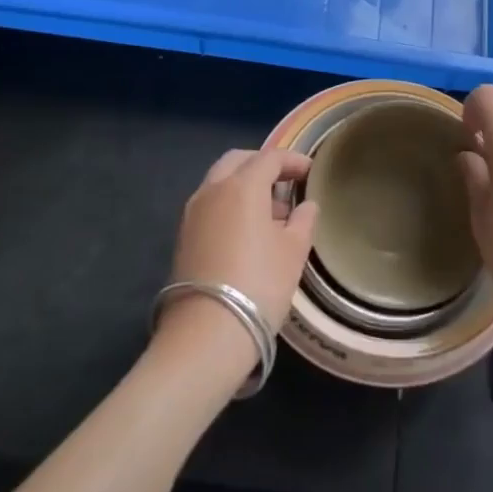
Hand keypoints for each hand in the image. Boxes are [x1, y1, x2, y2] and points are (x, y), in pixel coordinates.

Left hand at [157, 149, 317, 372]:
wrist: (205, 334)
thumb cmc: (259, 284)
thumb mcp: (293, 252)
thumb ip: (303, 220)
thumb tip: (306, 205)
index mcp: (242, 185)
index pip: (270, 158)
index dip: (292, 161)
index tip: (310, 171)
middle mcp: (213, 189)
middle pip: (238, 161)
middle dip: (262, 165)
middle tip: (285, 181)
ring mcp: (193, 212)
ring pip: (219, 182)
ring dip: (243, 185)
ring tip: (269, 211)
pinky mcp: (182, 236)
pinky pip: (210, 204)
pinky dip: (229, 204)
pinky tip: (246, 231)